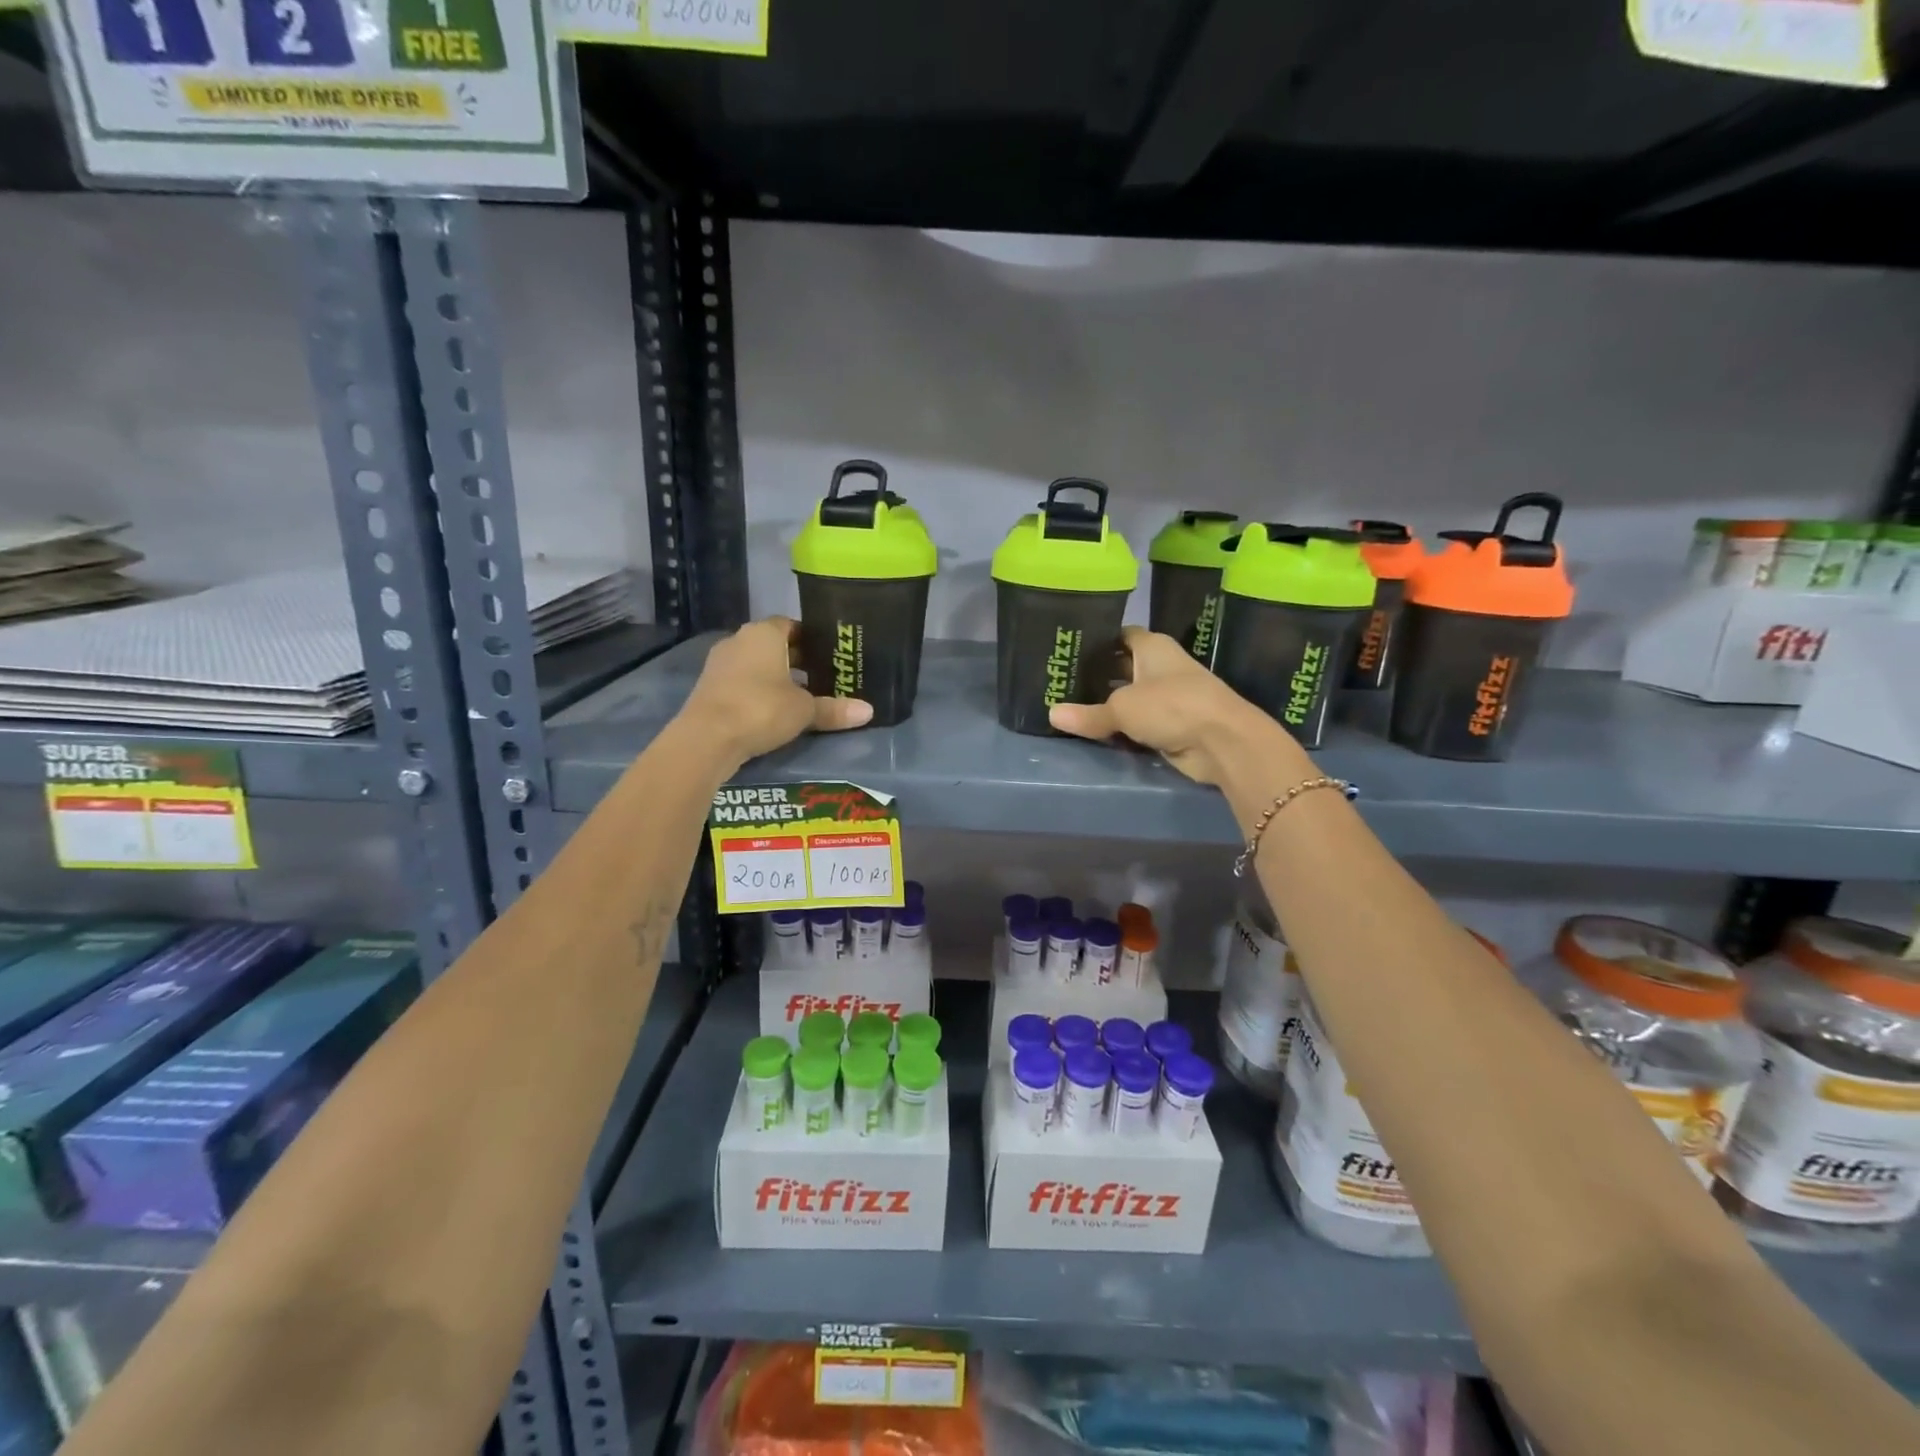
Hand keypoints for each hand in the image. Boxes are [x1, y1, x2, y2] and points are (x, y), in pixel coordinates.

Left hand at [681, 618, 871, 766]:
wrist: (706, 738)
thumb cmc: (761, 709)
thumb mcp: (804, 710)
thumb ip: (834, 709)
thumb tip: (869, 711)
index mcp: (764, 633)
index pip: (791, 625)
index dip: (811, 639)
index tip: (829, 655)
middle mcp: (739, 640)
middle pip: (773, 645)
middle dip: (796, 659)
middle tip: (822, 677)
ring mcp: (719, 663)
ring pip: (756, 664)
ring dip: (775, 676)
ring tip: (801, 696)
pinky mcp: (708, 687)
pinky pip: (741, 682)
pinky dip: (757, 691)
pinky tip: (773, 710)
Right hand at [1049, 627, 1287, 785]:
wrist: (1222, 742)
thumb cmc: (1171, 706)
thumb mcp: (1121, 708)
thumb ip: (1088, 713)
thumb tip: (1052, 714)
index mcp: (1152, 647)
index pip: (1120, 635)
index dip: (1096, 639)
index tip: (1068, 648)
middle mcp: (1160, 667)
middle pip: (1121, 667)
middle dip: (1095, 675)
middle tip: (1058, 682)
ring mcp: (1168, 697)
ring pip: (1129, 698)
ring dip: (1107, 705)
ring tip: (1068, 706)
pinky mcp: (1172, 725)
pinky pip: (1137, 724)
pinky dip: (1120, 728)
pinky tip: (1093, 731)